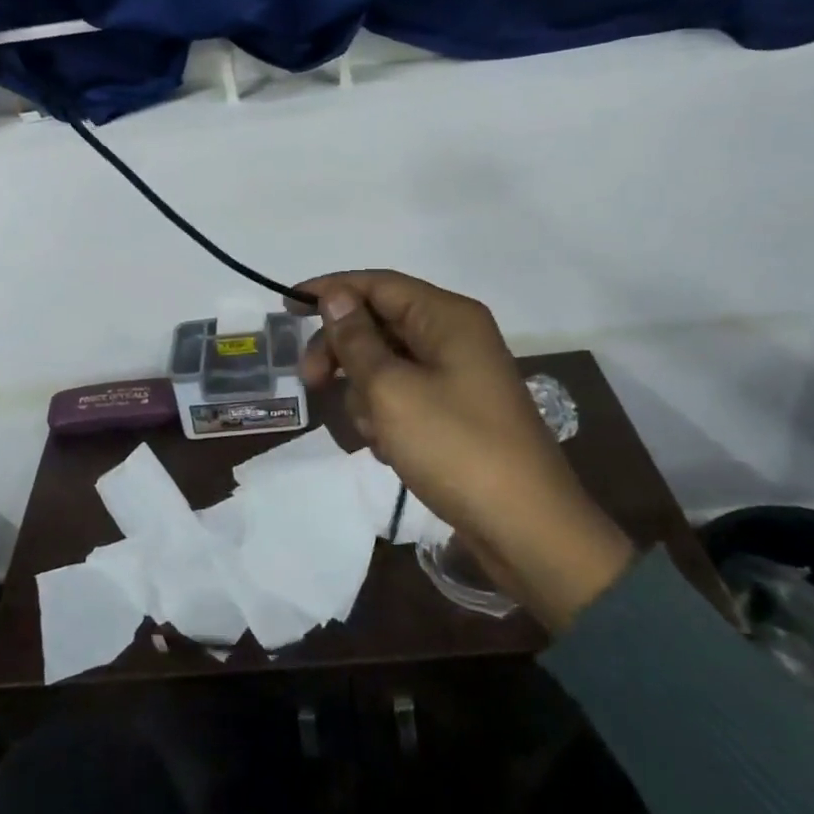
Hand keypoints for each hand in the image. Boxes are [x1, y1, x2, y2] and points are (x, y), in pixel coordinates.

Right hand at [293, 271, 634, 629]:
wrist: (526, 529)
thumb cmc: (455, 447)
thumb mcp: (392, 389)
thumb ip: (357, 339)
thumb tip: (336, 296)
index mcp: (447, 317)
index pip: (378, 284)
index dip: (330, 290)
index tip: (287, 309)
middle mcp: (455, 336)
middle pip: (380, 323)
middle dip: (342, 351)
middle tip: (310, 382)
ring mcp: (459, 376)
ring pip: (388, 364)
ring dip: (365, 393)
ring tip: (372, 433)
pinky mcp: (457, 413)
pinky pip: (405, 396)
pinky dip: (387, 416)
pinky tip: (388, 449)